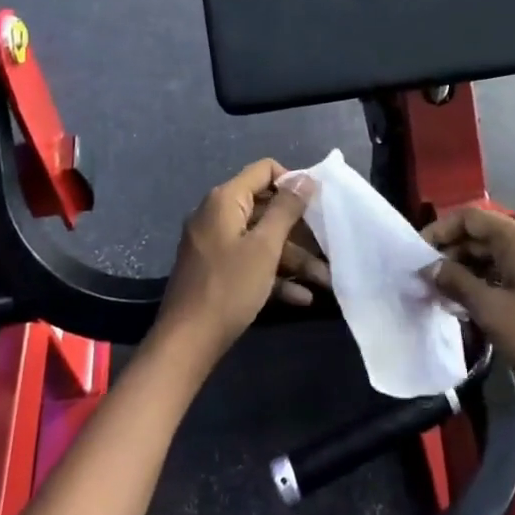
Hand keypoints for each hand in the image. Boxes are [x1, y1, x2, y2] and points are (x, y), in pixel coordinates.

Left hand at [157, 160, 317, 360]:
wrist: (186, 343)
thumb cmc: (228, 287)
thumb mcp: (264, 247)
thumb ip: (286, 209)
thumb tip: (305, 177)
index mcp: (225, 200)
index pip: (264, 170)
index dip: (293, 182)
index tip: (317, 204)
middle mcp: (217, 215)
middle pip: (266, 209)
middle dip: (299, 231)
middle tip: (328, 246)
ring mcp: (214, 244)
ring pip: (261, 241)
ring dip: (293, 259)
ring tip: (325, 280)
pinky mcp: (215, 270)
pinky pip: (249, 262)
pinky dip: (273, 275)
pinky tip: (302, 297)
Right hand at [425, 207, 514, 404]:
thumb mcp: (491, 309)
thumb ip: (456, 282)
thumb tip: (429, 267)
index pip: (469, 217)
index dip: (440, 230)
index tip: (417, 254)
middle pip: (478, 236)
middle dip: (449, 254)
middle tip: (423, 279)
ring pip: (488, 257)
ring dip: (462, 272)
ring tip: (438, 295)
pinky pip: (500, 275)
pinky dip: (480, 285)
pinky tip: (463, 307)